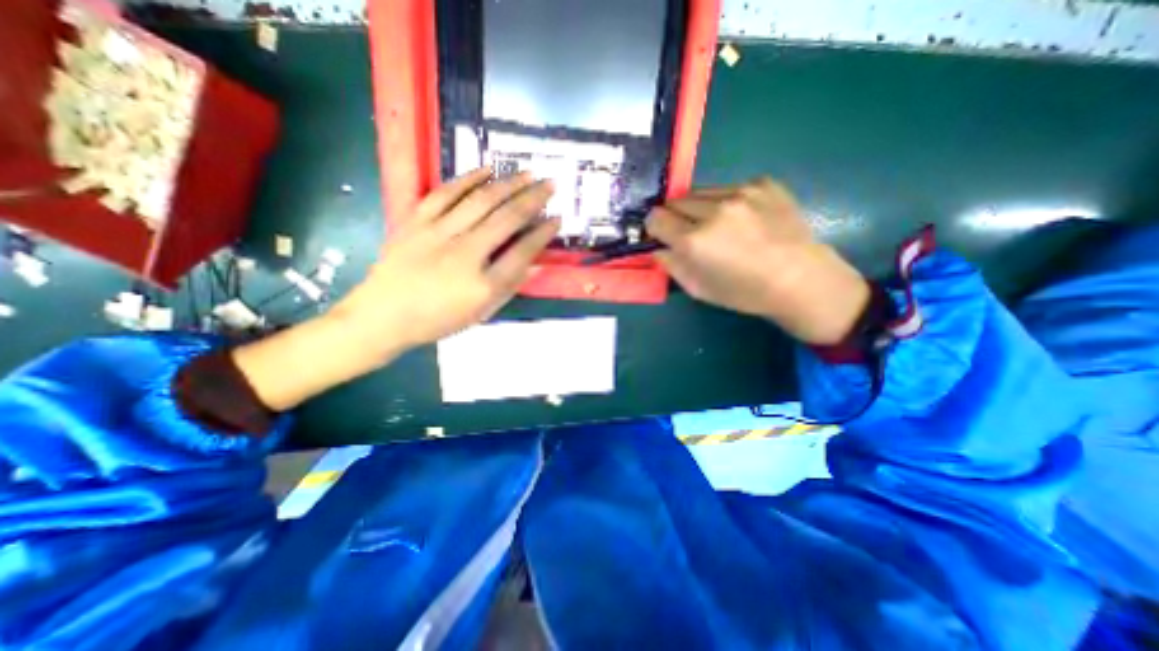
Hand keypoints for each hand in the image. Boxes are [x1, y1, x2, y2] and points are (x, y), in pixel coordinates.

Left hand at [331, 165, 561, 352]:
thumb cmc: (438, 320)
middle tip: (550, 184)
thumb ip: (511, 287)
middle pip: (506, 219)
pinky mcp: (416, 221)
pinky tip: (487, 169)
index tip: (556, 218)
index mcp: (483, 284)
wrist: (383, 315)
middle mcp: (465, 254)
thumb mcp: (481, 313)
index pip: (522, 251)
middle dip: (533, 199)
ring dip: (508, 184)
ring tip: (527, 173)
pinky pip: (445, 193)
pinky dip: (468, 178)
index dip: (543, 233)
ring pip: (480, 201)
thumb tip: (537, 264)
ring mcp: (438, 234)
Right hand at [642, 176, 869, 342]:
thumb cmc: (744, 292)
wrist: (800, 278)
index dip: (655, 227)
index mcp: (695, 240)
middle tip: (688, 232)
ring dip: (699, 207)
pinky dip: (727, 202)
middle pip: (674, 201)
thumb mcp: (698, 289)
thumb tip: (658, 248)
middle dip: (674, 216)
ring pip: (700, 192)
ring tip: (718, 225)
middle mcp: (713, 210)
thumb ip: (671, 265)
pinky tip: (744, 219)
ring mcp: (740, 192)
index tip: (661, 235)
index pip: (656, 218)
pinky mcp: (762, 183)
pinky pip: (729, 188)